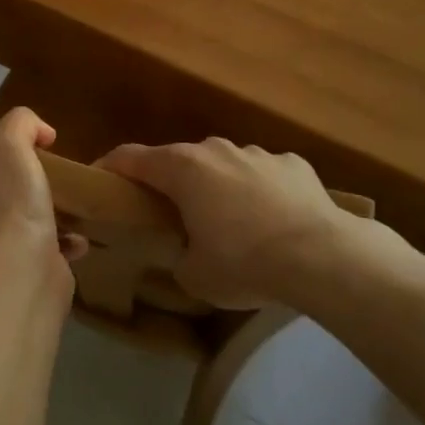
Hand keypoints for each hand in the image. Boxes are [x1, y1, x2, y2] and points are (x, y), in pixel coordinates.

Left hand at [0, 107, 86, 299]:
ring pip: (12, 219)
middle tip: (16, 157)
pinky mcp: (27, 266)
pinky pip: (46, 246)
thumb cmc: (7, 206)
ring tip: (58, 192)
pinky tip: (77, 234)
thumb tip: (40, 132)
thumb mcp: (10, 147)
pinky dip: (63, 240)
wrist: (25, 275)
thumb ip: (20, 125)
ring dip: (34, 208)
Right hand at [96, 137, 397, 307]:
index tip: (100, 182)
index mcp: (182, 169)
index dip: (110, 168)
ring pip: (224, 165)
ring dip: (218, 188)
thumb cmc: (245, 262)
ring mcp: (257, 153)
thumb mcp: (194, 275)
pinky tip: (274, 222)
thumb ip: (178, 255)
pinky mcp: (293, 164)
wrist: (324, 256)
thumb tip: (185, 249)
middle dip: (170, 184)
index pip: (130, 157)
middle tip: (170, 216)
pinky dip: (260, 193)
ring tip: (231, 225)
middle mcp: (215, 150)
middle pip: (179, 160)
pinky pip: (264, 175)